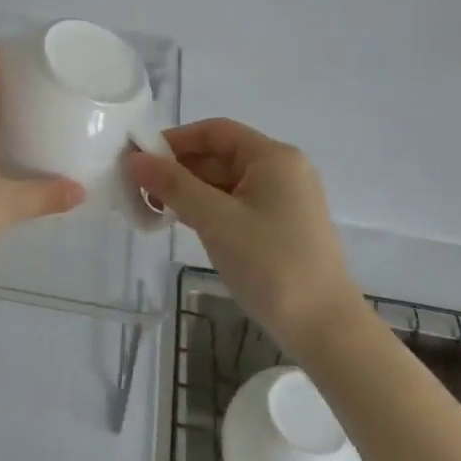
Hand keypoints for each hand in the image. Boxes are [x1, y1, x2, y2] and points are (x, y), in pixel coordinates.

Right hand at [127, 119, 364, 352]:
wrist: (326, 330)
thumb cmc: (271, 264)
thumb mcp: (215, 220)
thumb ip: (173, 185)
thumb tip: (134, 159)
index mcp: (273, 157)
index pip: (215, 131)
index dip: (175, 140)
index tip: (141, 159)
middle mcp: (283, 170)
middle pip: (220, 155)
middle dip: (179, 168)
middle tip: (141, 190)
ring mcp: (286, 200)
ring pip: (227, 181)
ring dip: (191, 191)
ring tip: (156, 210)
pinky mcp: (283, 227)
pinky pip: (238, 204)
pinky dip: (209, 208)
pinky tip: (185, 224)